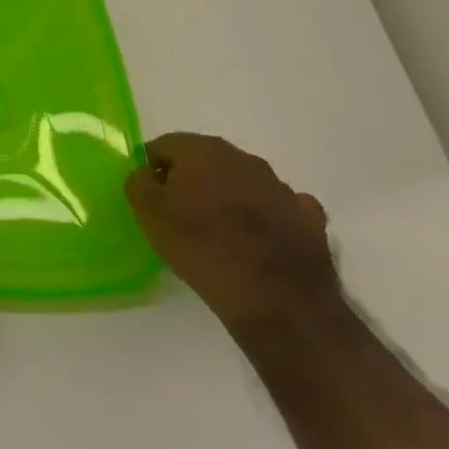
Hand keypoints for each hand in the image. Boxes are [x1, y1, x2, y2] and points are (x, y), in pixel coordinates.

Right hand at [124, 132, 337, 333]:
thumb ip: (139, 182)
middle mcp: (244, 159)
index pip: (164, 146)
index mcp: (203, 150)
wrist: (279, 302)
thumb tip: (148, 174)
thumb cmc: (202, 248)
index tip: (150, 197)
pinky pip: (278, 209)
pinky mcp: (310, 220)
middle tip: (179, 214)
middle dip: (191, 180)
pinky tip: (259, 241)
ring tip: (219, 233)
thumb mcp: (148, 213)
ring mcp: (282, 188)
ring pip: (242, 183)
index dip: (152, 168)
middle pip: (205, 161)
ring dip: (228, 198)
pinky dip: (266, 218)